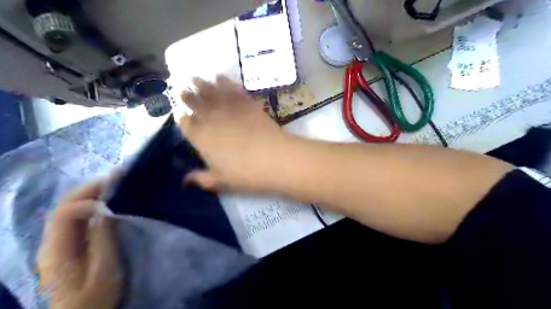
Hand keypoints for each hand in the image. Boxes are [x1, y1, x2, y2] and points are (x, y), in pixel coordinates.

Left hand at [38, 180, 120, 308]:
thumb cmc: (95, 297)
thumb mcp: (104, 269)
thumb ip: (103, 239)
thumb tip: (104, 209)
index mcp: (58, 249)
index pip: (65, 210)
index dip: (89, 193)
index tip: (115, 183)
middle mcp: (52, 242)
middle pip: (64, 206)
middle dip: (90, 188)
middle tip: (118, 178)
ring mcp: (57, 244)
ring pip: (69, 211)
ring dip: (91, 194)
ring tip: (116, 185)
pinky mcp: (66, 247)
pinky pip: (76, 219)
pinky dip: (91, 206)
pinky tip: (108, 202)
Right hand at [180, 76, 291, 191]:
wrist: (274, 158)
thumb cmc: (245, 173)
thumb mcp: (220, 181)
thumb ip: (201, 179)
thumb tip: (186, 180)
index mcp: (202, 138)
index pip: (186, 124)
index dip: (183, 118)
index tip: (181, 114)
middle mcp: (212, 119)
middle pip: (196, 104)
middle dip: (188, 96)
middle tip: (183, 89)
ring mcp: (230, 109)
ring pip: (211, 92)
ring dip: (202, 84)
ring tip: (196, 78)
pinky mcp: (247, 103)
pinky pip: (233, 90)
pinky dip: (226, 83)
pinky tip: (221, 78)